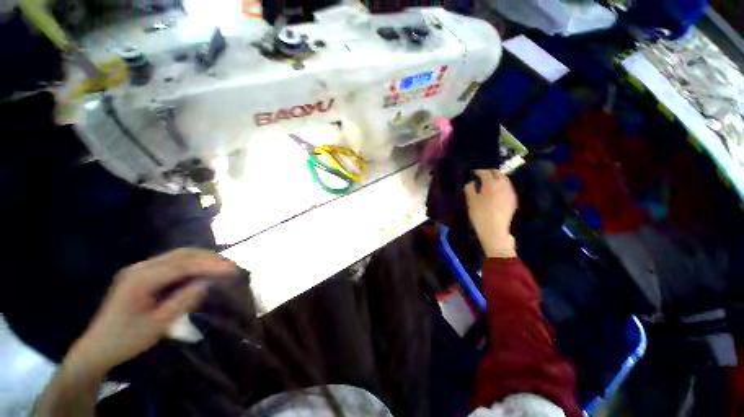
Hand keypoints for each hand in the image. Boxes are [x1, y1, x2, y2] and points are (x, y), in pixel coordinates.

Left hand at [67, 249, 237, 374]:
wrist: (97, 347)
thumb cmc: (126, 340)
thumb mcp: (157, 325)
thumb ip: (183, 301)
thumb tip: (206, 283)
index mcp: (140, 279)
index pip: (182, 266)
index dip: (210, 266)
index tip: (232, 269)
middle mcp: (140, 267)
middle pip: (181, 255)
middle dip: (209, 258)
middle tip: (231, 266)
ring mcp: (140, 269)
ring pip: (178, 256)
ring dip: (202, 259)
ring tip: (222, 266)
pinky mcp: (142, 274)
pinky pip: (172, 262)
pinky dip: (192, 264)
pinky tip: (202, 270)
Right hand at [464, 169, 517, 257]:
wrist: (494, 229)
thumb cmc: (480, 214)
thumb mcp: (471, 201)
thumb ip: (470, 188)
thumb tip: (472, 182)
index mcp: (491, 184)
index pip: (485, 172)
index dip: (479, 171)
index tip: (474, 172)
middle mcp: (503, 185)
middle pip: (498, 173)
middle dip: (490, 172)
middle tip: (482, 175)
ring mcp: (510, 192)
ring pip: (505, 180)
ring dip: (497, 178)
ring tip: (489, 182)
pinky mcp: (513, 199)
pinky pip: (507, 188)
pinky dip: (501, 186)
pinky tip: (496, 191)